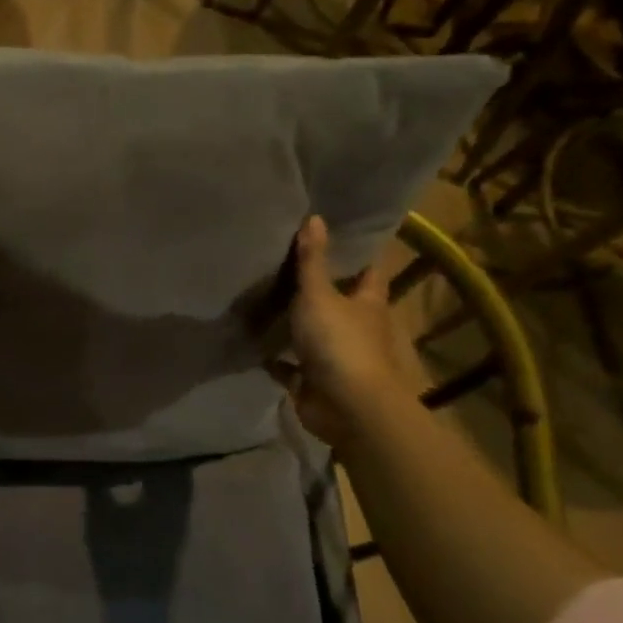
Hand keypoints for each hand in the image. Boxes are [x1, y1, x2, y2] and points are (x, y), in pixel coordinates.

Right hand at [284, 215, 421, 447]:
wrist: (345, 406)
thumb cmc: (339, 342)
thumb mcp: (319, 295)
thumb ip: (313, 260)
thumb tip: (315, 217)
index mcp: (367, 303)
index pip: (367, 271)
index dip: (355, 254)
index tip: (334, 235)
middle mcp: (355, 327)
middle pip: (340, 302)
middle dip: (320, 288)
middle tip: (286, 264)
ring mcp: (335, 356)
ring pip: (314, 334)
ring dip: (296, 324)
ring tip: (264, 299)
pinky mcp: (313, 380)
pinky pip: (291, 366)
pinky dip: (276, 358)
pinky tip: (254, 344)